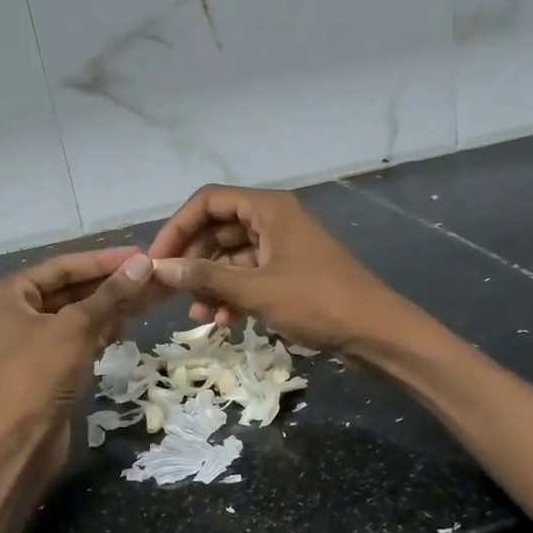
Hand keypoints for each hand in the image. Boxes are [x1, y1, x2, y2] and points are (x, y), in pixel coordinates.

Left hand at [0, 246, 154, 473]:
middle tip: (152, 279)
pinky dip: (99, 332)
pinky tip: (126, 326)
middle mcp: (13, 313)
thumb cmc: (39, 374)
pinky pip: (75, 339)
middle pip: (70, 290)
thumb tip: (144, 264)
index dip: (104, 260)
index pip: (63, 266)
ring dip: (110, 308)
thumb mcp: (76, 327)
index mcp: (8, 295)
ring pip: (76, 316)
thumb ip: (110, 294)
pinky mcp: (44, 368)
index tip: (141, 255)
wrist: (19, 442)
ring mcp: (28, 343)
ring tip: (149, 300)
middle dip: (111, 285)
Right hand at [146, 185, 409, 354]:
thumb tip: (159, 268)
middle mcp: (273, 220)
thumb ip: (206, 277)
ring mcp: (283, 248)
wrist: (374, 331)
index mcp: (268, 208)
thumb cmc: (316, 302)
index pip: (208, 201)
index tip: (157, 259)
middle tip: (169, 290)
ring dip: (211, 283)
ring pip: (232, 257)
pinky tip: (222, 321)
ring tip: (197, 314)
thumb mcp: (256, 290)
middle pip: (218, 229)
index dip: (178, 227)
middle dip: (193, 260)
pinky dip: (233, 295)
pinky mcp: (289, 274)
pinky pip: (250, 276)